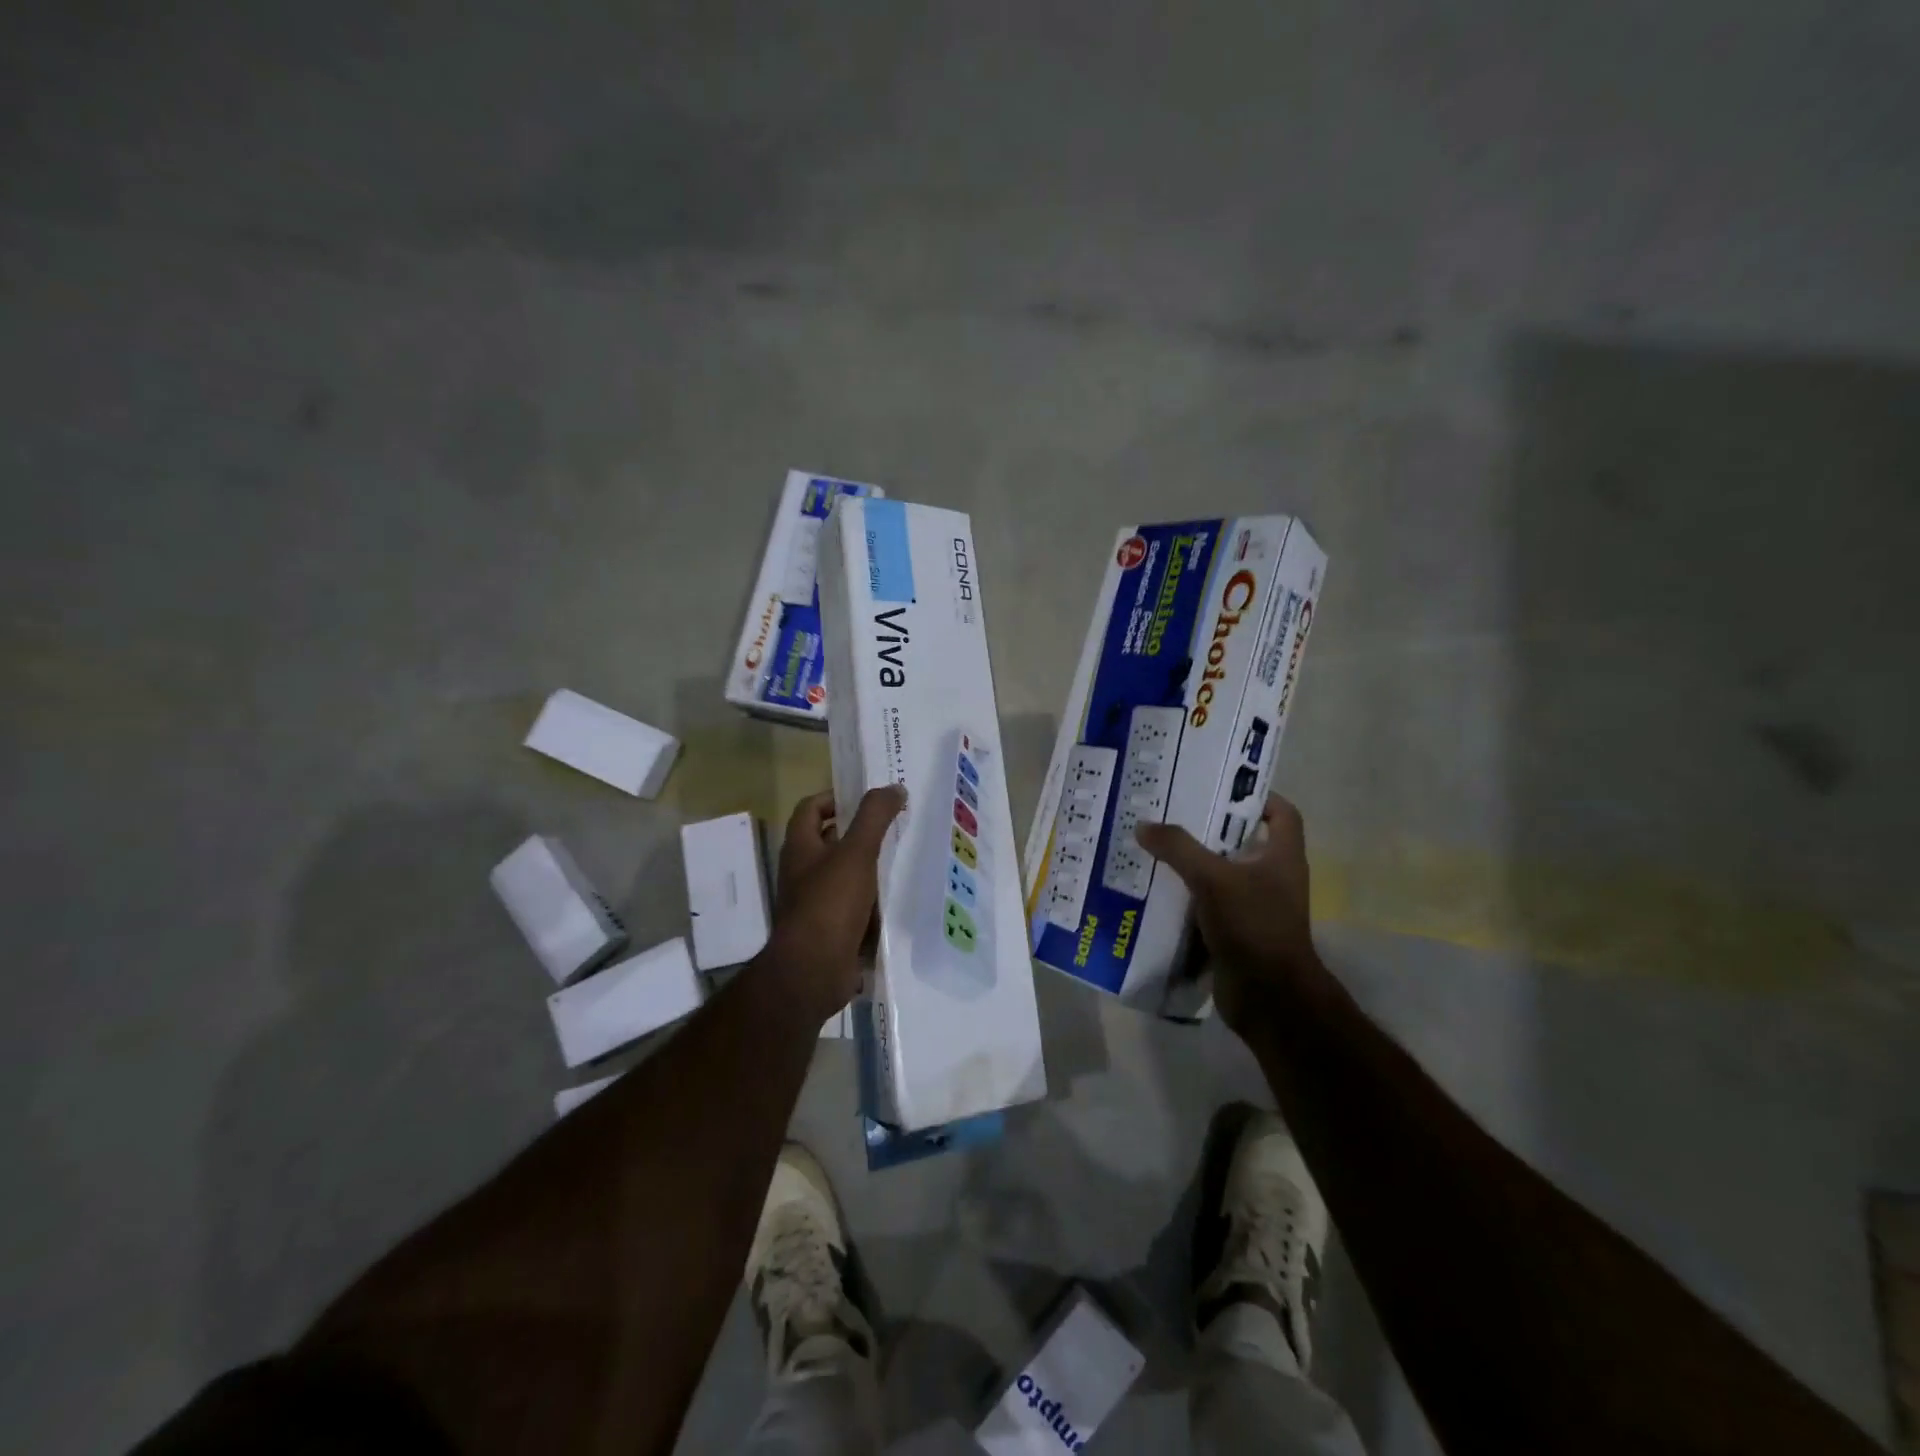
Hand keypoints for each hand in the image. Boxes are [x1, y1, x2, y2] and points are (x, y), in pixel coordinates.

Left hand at [766, 786, 906, 1021]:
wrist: (813, 971)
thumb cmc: (830, 903)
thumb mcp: (856, 852)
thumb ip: (874, 817)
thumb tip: (893, 788)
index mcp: (800, 847)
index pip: (811, 808)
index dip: (836, 798)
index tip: (868, 799)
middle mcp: (803, 872)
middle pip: (831, 841)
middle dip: (862, 833)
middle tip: (897, 826)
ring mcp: (816, 903)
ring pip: (847, 875)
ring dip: (872, 868)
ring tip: (907, 858)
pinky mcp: (832, 930)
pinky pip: (856, 907)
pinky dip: (874, 902)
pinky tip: (901, 898)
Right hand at [1136, 793, 1323, 1032]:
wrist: (1269, 998)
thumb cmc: (1253, 926)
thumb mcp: (1213, 879)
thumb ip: (1178, 849)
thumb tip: (1144, 826)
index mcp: (1282, 856)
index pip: (1282, 813)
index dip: (1257, 796)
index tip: (1218, 788)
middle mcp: (1272, 878)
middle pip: (1241, 841)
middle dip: (1208, 828)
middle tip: (1170, 812)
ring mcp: (1254, 907)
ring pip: (1220, 874)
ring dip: (1191, 863)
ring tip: (1153, 846)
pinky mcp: (1234, 931)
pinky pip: (1207, 904)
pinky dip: (1185, 896)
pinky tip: (1154, 889)